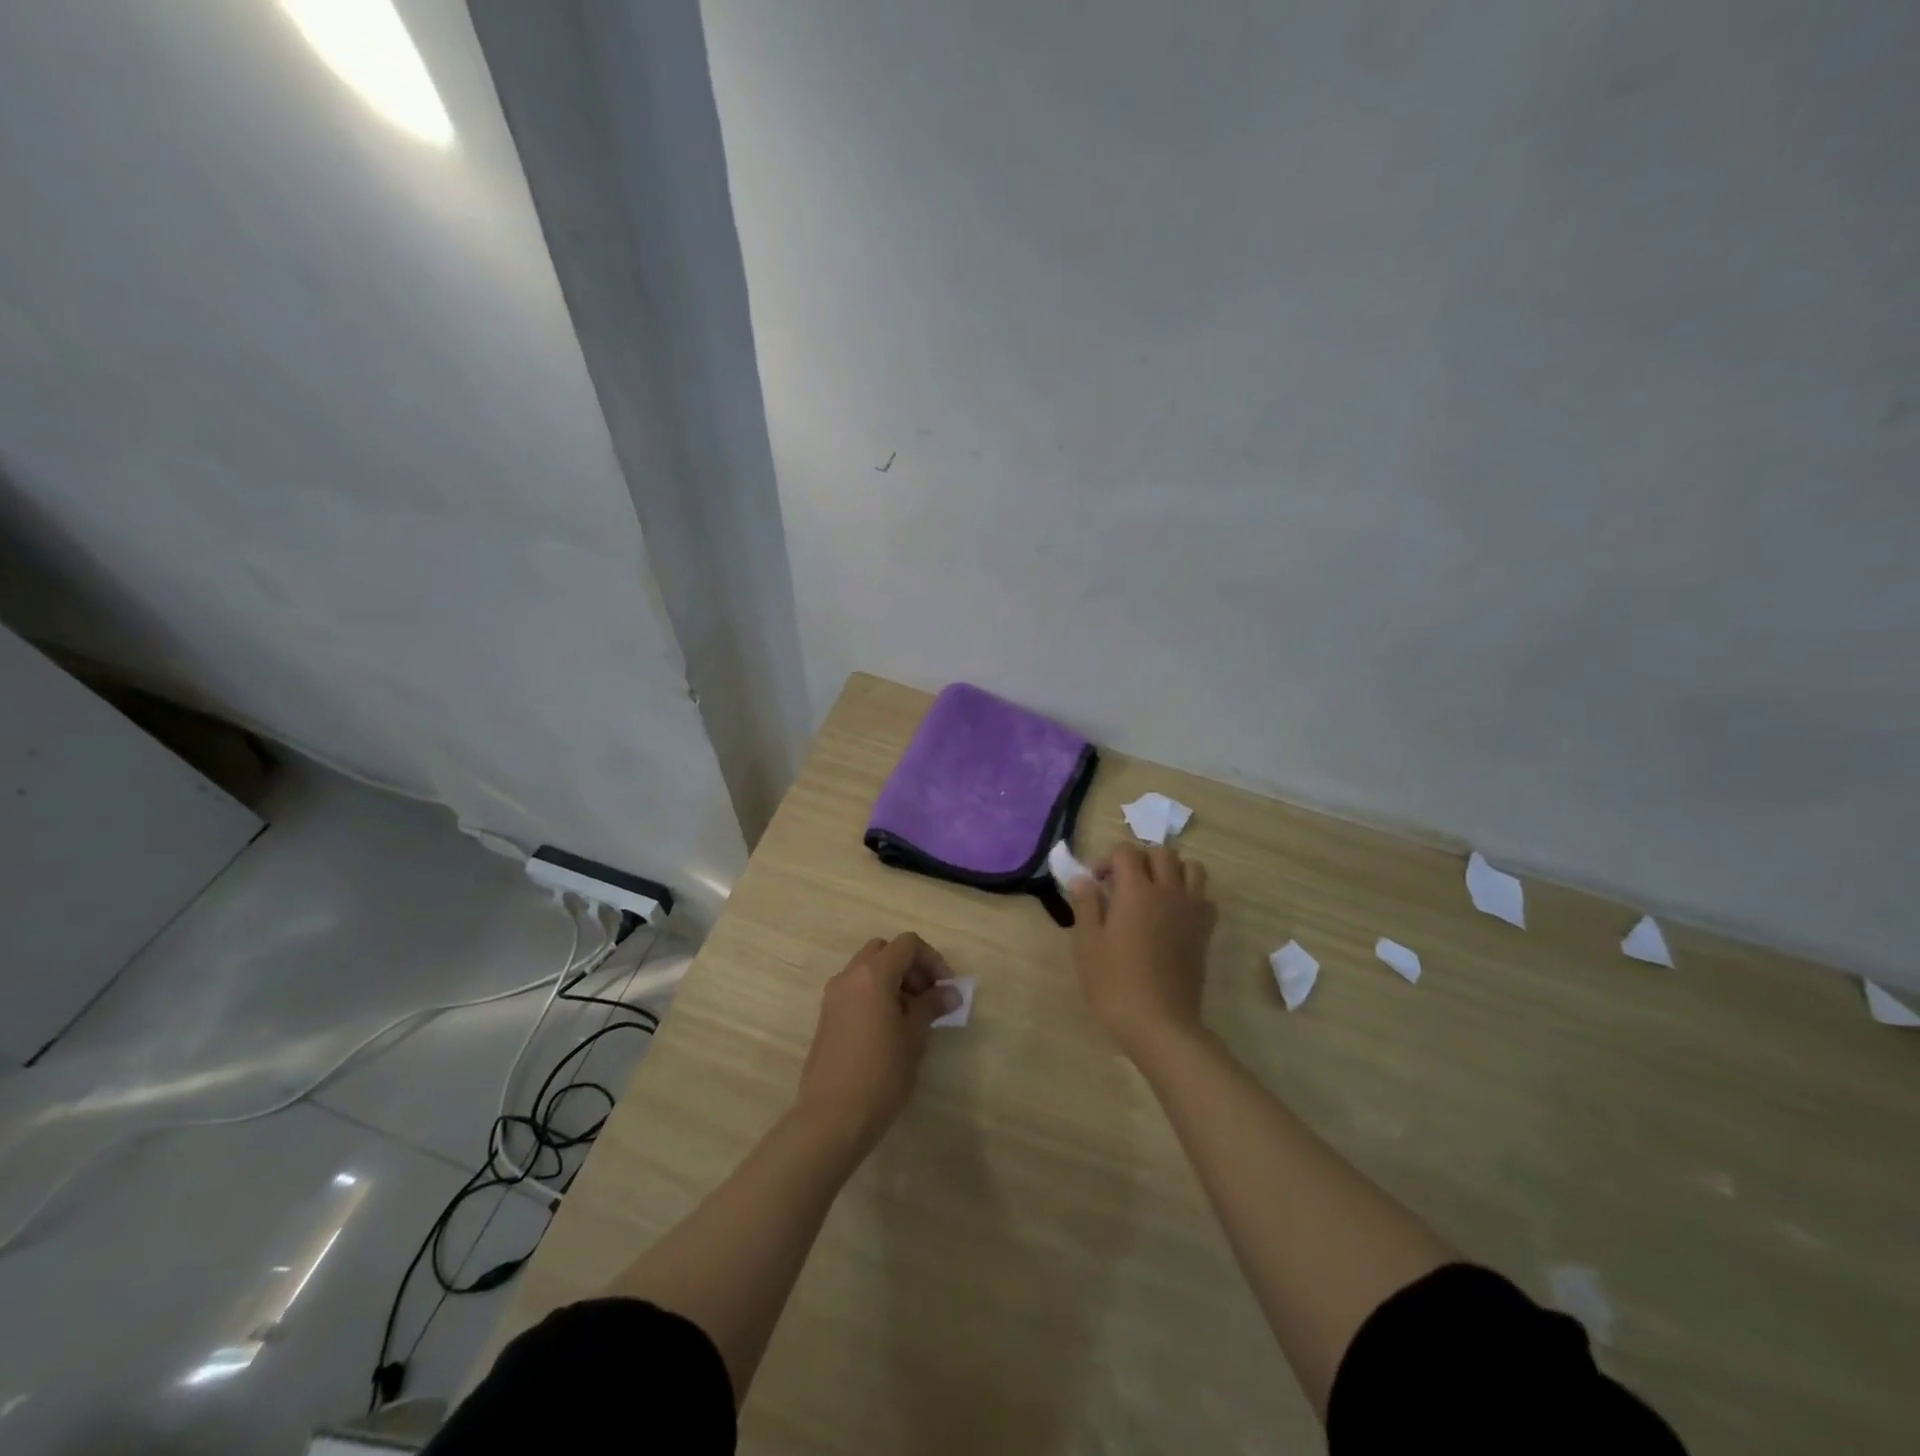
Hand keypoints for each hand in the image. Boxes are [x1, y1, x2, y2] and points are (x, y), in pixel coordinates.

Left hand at [795, 933, 958, 1153]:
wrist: (832, 1117)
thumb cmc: (881, 1073)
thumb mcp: (914, 1037)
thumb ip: (932, 1006)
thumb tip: (951, 993)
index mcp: (872, 974)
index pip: (907, 945)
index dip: (932, 959)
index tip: (947, 988)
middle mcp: (849, 976)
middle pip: (884, 950)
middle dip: (910, 966)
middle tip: (928, 995)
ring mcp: (834, 996)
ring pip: (867, 969)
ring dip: (893, 979)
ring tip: (912, 1014)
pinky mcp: (827, 1016)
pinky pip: (856, 989)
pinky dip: (876, 993)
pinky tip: (890, 1027)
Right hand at [1065, 844, 1217, 1060]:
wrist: (1160, 1024)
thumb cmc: (1115, 984)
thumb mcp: (1087, 944)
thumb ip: (1086, 905)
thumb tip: (1083, 879)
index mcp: (1136, 891)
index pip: (1126, 852)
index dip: (1107, 859)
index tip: (1095, 882)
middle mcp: (1168, 892)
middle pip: (1162, 853)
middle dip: (1140, 859)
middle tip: (1122, 883)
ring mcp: (1191, 912)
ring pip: (1191, 869)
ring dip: (1171, 870)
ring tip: (1153, 890)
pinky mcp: (1204, 933)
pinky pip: (1205, 898)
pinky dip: (1192, 895)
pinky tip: (1174, 914)